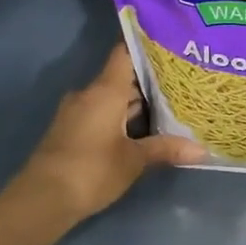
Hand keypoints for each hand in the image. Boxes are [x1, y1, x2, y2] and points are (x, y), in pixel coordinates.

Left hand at [15, 45, 203, 226]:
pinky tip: (143, 130)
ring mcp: (77, 112)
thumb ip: (166, 149)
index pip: (124, 54)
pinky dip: (121, 117)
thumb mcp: (134, 160)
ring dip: (135, 103)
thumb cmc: (92, 170)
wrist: (42, 199)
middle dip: (149, 81)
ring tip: (170, 106)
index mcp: (105, 90)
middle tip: (182, 82)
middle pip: (121, 77)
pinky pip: (101, 113)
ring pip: (111, 98)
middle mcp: (89, 94)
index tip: (170, 46)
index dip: (146, 47)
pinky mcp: (71, 131)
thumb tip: (202, 151)